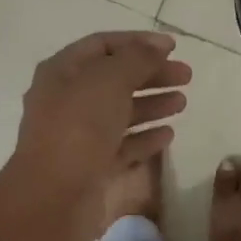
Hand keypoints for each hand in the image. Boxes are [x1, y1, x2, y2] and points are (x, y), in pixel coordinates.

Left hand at [0, 31, 191, 240]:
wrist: (54, 198)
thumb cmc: (78, 129)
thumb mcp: (108, 81)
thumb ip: (136, 59)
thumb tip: (157, 46)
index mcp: (63, 73)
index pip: (102, 45)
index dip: (138, 42)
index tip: (173, 47)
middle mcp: (69, 101)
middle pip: (115, 79)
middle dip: (151, 74)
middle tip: (187, 76)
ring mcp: (80, 136)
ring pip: (121, 112)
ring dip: (152, 104)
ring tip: (183, 103)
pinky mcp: (94, 167)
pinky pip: (124, 145)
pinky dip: (146, 138)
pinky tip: (169, 134)